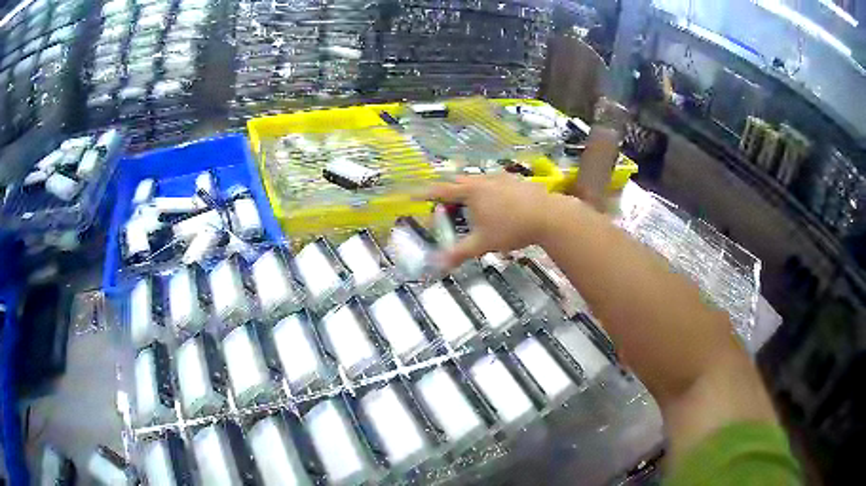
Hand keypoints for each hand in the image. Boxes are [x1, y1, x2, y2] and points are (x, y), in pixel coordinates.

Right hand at [426, 174, 555, 267]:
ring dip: (470, 191)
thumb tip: (437, 265)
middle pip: (460, 182)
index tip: (414, 194)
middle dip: (449, 192)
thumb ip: (458, 253)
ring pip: (479, 181)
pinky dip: (488, 192)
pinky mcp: (517, 181)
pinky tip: (497, 204)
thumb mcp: (482, 243)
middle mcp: (484, 179)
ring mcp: (502, 178)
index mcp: (471, 191)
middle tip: (445, 206)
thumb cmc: (511, 228)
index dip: (426, 193)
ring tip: (471, 206)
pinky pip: (496, 183)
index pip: (442, 190)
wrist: (548, 216)